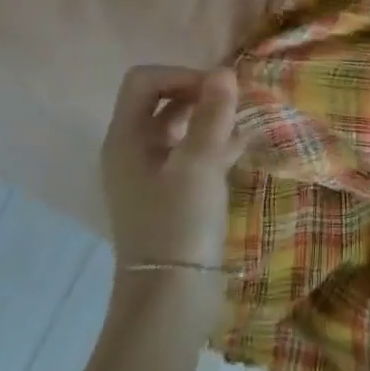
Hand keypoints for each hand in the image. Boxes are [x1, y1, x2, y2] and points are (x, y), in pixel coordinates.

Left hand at [100, 65, 244, 271]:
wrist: (171, 299)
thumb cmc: (179, 224)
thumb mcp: (199, 164)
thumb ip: (212, 114)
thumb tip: (224, 71)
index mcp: (126, 139)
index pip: (144, 81)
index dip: (181, 75)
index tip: (216, 93)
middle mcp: (132, 151)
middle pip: (161, 100)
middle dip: (198, 95)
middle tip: (234, 104)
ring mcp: (151, 174)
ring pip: (179, 128)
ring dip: (209, 119)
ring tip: (243, 123)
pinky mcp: (171, 194)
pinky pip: (191, 154)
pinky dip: (214, 144)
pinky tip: (242, 148)